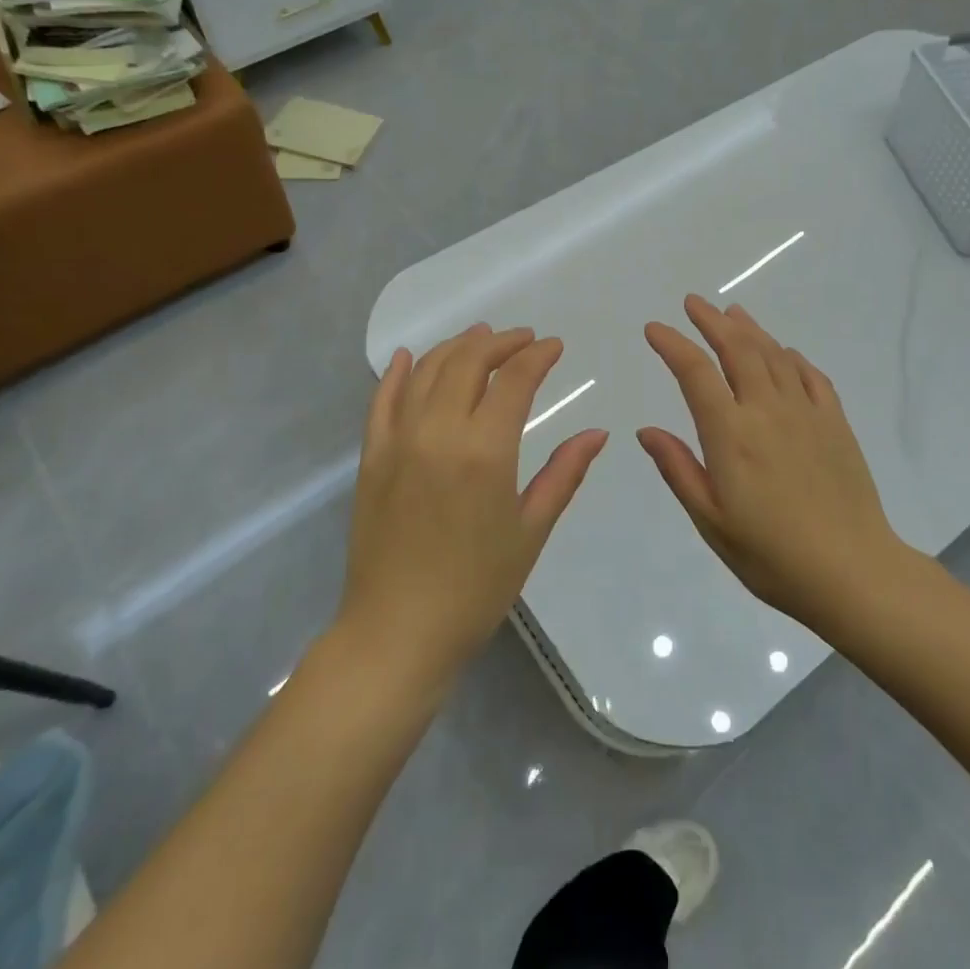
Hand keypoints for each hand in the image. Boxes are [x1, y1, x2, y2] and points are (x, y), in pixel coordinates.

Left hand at [340, 324, 607, 685]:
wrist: (397, 631)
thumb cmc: (475, 588)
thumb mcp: (530, 531)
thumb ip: (564, 474)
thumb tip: (597, 433)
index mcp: (485, 450)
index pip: (514, 379)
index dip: (537, 355)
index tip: (554, 346)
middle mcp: (438, 430)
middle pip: (468, 362)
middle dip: (500, 342)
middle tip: (524, 339)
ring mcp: (398, 440)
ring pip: (426, 371)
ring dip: (455, 347)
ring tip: (480, 337)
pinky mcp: (372, 455)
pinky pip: (381, 400)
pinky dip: (396, 372)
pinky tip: (406, 357)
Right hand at [639, 295, 909, 632]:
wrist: (853, 572)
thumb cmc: (771, 554)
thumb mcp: (711, 521)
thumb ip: (679, 469)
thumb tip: (646, 431)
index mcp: (731, 434)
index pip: (695, 373)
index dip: (672, 344)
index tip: (654, 328)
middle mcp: (768, 410)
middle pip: (738, 349)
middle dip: (711, 321)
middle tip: (693, 303)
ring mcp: (807, 413)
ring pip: (775, 355)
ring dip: (750, 330)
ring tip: (732, 313)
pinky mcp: (836, 424)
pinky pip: (812, 376)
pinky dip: (792, 357)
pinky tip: (785, 353)